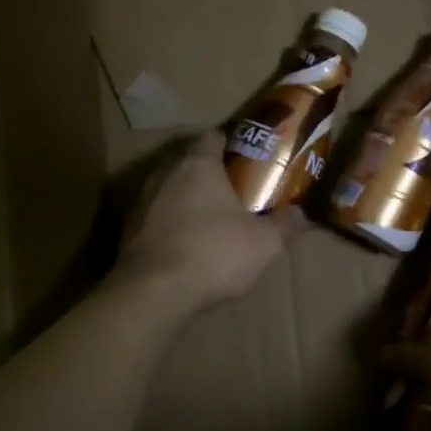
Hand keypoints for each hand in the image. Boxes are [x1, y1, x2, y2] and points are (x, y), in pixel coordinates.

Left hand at [115, 131, 303, 310]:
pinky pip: (157, 216)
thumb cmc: (213, 254)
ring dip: (188, 198)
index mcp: (198, 164)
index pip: (213, 136)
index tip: (249, 159)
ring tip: (212, 218)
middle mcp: (165, 173)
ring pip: (170, 188)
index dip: (232, 144)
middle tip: (236, 189)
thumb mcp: (264, 244)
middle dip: (211, 172)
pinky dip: (172, 223)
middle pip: (189, 161)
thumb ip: (286, 225)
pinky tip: (188, 244)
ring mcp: (142, 201)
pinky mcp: (128, 230)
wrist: (152, 294)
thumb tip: (301, 214)